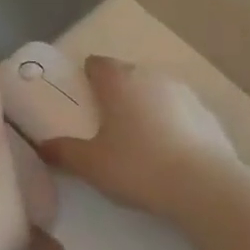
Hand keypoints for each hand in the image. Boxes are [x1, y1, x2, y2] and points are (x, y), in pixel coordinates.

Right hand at [37, 57, 239, 220]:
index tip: (82, 97)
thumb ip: (64, 152)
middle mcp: (151, 76)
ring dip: (146, 106)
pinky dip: (172, 123)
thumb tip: (42, 147)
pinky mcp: (208, 113)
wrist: (204, 186)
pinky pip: (180, 112)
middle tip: (107, 122)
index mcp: (119, 81)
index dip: (87, 77)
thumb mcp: (92, 165)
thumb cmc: (138, 166)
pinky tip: (170, 152)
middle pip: (127, 75)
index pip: (97, 64)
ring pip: (156, 91)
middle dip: (116, 92)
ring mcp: (184, 92)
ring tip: (140, 139)